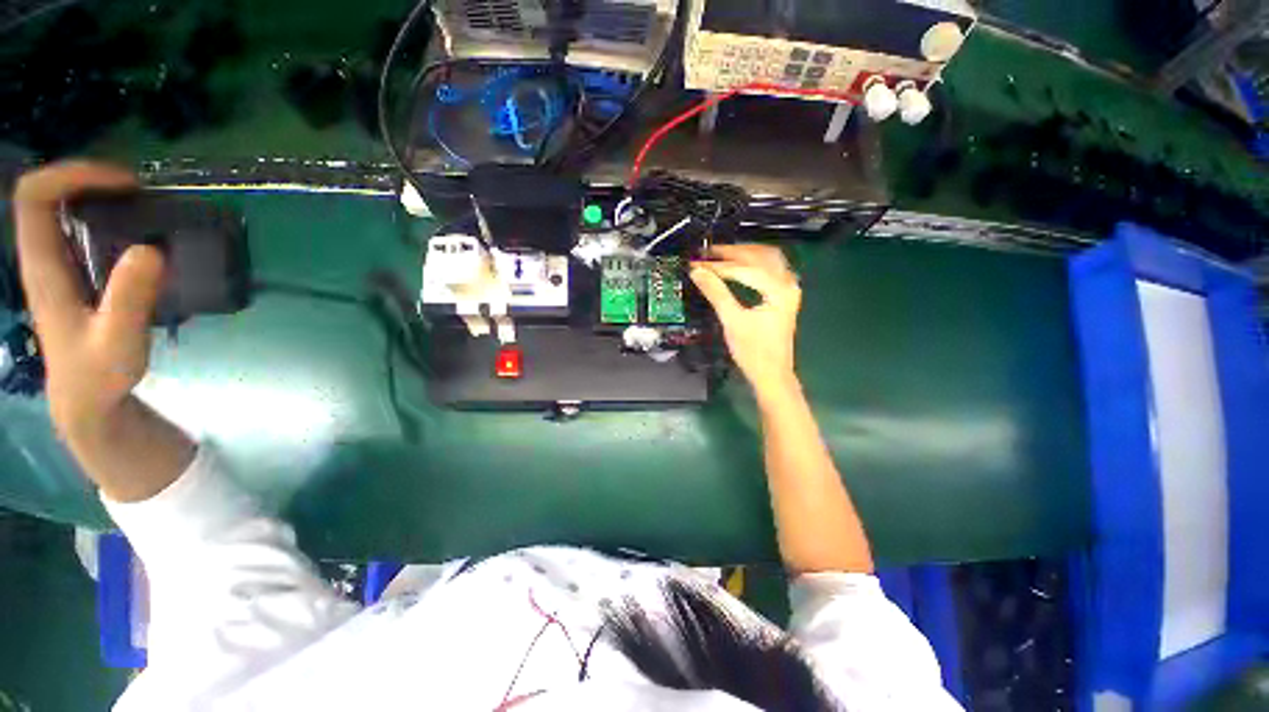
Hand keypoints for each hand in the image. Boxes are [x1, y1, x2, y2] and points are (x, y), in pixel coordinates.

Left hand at [12, 161, 164, 442]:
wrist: (86, 399)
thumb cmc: (99, 374)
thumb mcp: (119, 342)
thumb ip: (130, 299)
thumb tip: (152, 249)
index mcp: (42, 267)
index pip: (35, 198)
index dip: (72, 175)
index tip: (122, 183)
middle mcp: (42, 257)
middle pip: (45, 194)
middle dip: (87, 177)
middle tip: (138, 189)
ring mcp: (54, 264)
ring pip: (59, 206)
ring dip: (96, 192)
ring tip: (141, 202)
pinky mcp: (71, 272)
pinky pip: (74, 225)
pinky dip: (102, 212)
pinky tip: (133, 226)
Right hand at [690, 244, 801, 398]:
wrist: (771, 374)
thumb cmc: (753, 351)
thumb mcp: (732, 321)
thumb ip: (716, 293)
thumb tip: (697, 272)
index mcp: (778, 290)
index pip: (745, 268)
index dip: (719, 266)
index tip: (697, 264)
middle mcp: (788, 284)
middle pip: (761, 255)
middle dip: (733, 252)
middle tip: (708, 253)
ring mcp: (788, 289)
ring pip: (768, 258)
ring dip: (745, 253)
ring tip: (721, 254)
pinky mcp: (784, 296)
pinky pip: (771, 268)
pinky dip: (754, 262)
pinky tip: (740, 264)